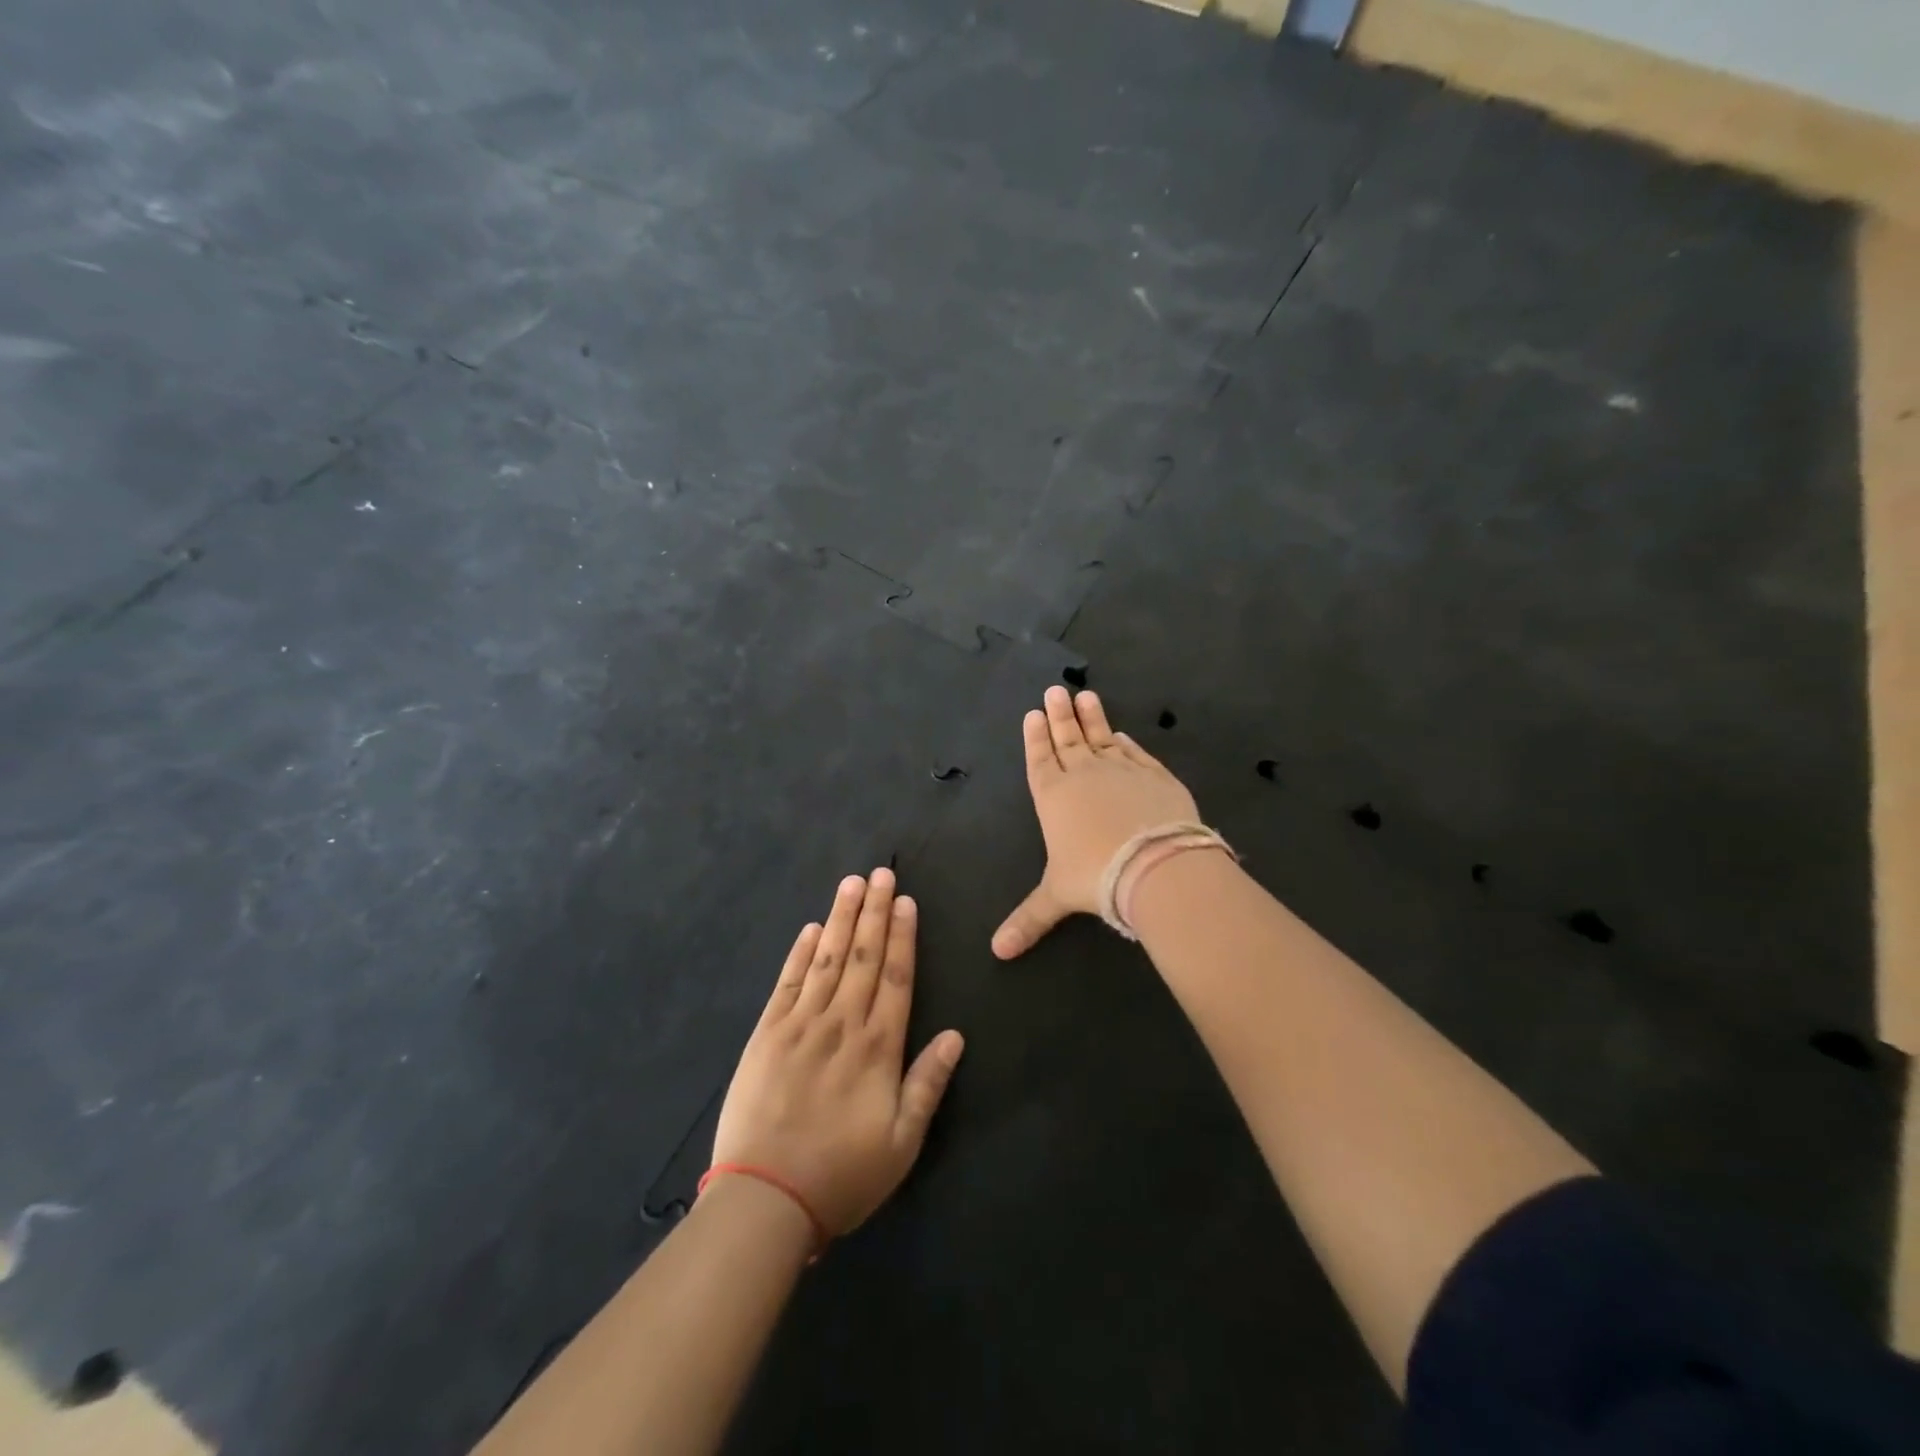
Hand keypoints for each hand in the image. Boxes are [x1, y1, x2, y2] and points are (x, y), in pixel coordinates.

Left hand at [711, 868, 964, 1238]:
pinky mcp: (766, 1035)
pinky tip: (811, 929)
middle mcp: (841, 1024)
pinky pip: (787, 983)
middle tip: (882, 873)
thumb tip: (956, 1035)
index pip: (896, 977)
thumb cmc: (842, 1176)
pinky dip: (800, 953)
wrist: (765, 1201)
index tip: (906, 901)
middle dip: (875, 912)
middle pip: (864, 957)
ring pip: (827, 959)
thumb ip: (928, 1084)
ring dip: (842, 918)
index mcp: (878, 1048)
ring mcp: (800, 1025)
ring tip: (852, 883)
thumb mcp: (901, 1143)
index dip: (903, 936)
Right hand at [992, 686, 1201, 958]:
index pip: (1041, 759)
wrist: (1155, 865)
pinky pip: (1137, 754)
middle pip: (1068, 739)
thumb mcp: (1057, 898)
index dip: (1036, 738)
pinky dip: (1128, 743)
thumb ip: (1028, 919)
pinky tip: (1123, 735)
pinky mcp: (1156, 776)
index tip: (1033, 714)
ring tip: (1085, 695)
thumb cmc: (1095, 877)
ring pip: (1102, 737)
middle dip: (1059, 716)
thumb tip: (997, 952)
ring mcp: (1123, 771)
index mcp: (1054, 796)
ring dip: (1092, 718)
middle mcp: (1085, 775)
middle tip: (1054, 690)